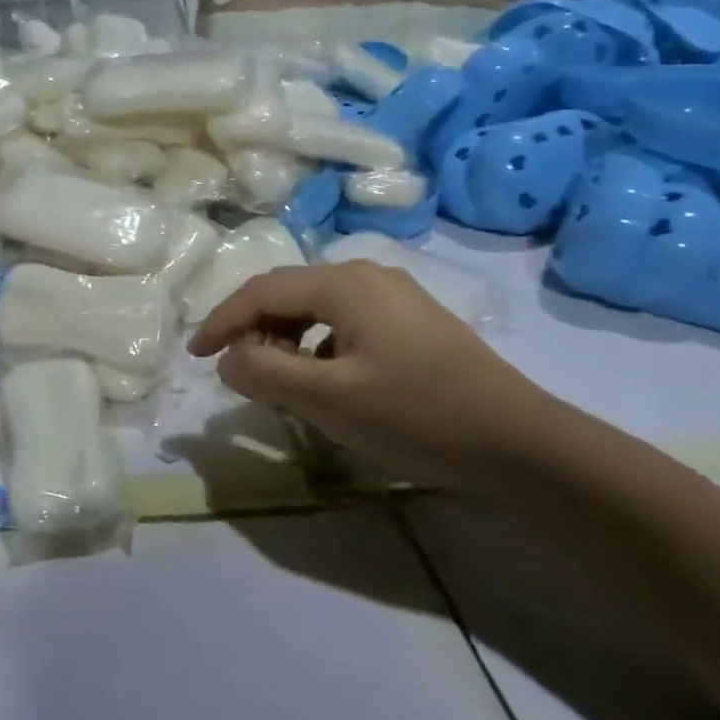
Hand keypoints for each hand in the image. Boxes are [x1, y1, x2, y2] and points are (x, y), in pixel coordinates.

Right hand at [186, 261, 549, 491]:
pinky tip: (327, 381)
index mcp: (343, 283)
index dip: (221, 322)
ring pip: (316, 308)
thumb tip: (229, 359)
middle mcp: (367, 275)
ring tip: (279, 381)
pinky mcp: (413, 320)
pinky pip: (345, 322)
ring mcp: (395, 295)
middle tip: (238, 372)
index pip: (260, 291)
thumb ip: (265, 372)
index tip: (196, 356)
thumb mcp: (327, 398)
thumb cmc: (417, 415)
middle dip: (254, 330)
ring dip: (286, 340)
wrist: (523, 445)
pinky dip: (318, 346)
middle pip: (288, 294)